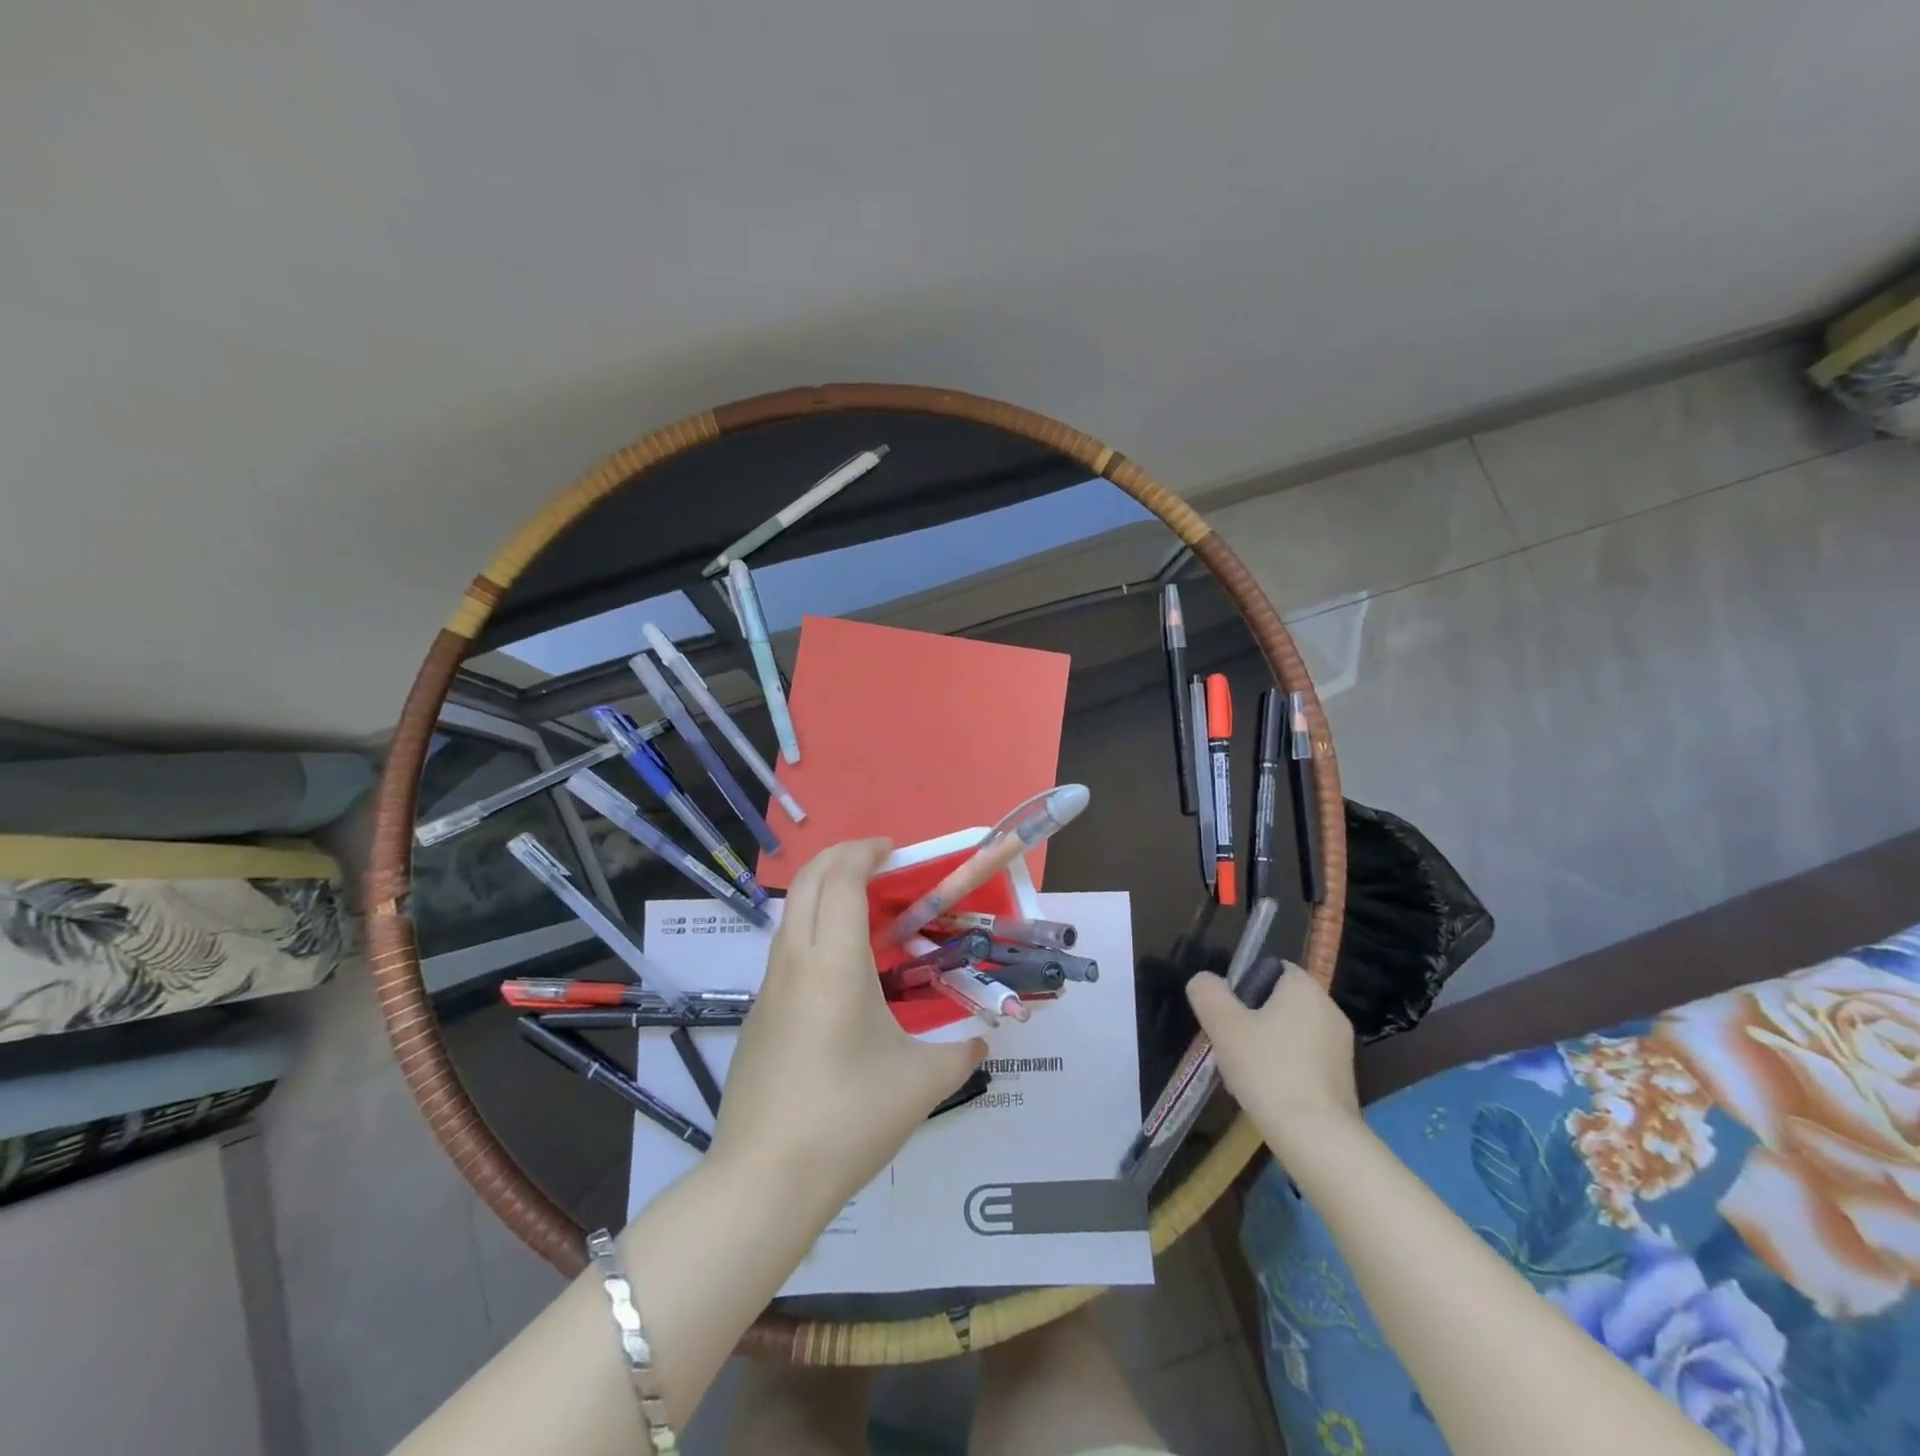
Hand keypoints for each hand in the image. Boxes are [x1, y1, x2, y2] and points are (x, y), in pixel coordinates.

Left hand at [713, 839, 986, 1213]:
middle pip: (806, 882)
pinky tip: (842, 972)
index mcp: (834, 964)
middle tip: (878, 862)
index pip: (841, 880)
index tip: (893, 850)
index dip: (864, 852)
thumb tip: (981, 1043)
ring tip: (866, 912)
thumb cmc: (849, 1119)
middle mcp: (795, 963)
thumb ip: (960, 1055)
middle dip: (839, 857)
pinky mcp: (759, 1016)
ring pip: (790, 915)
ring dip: (823, 893)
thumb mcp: (921, 1085)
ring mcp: (769, 989)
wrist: (764, 1181)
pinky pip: (786, 951)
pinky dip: (813, 931)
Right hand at [1186, 963, 1360, 1159]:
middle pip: (1280, 1003)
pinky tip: (1266, 1092)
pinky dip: (1284, 1069)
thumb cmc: (1268, 1069)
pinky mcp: (1344, 1081)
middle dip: (1252, 1019)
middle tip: (1228, 1043)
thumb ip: (1208, 993)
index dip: (1245, 984)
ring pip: (1291, 1034)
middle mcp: (1329, 1011)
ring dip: (1266, 1046)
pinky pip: (1305, 1061)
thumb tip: (1205, 981)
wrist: (1317, 1138)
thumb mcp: (1223, 1024)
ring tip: (1243, 1073)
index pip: (1273, 969)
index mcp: (1305, 989)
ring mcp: (1341, 1048)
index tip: (1227, 1011)